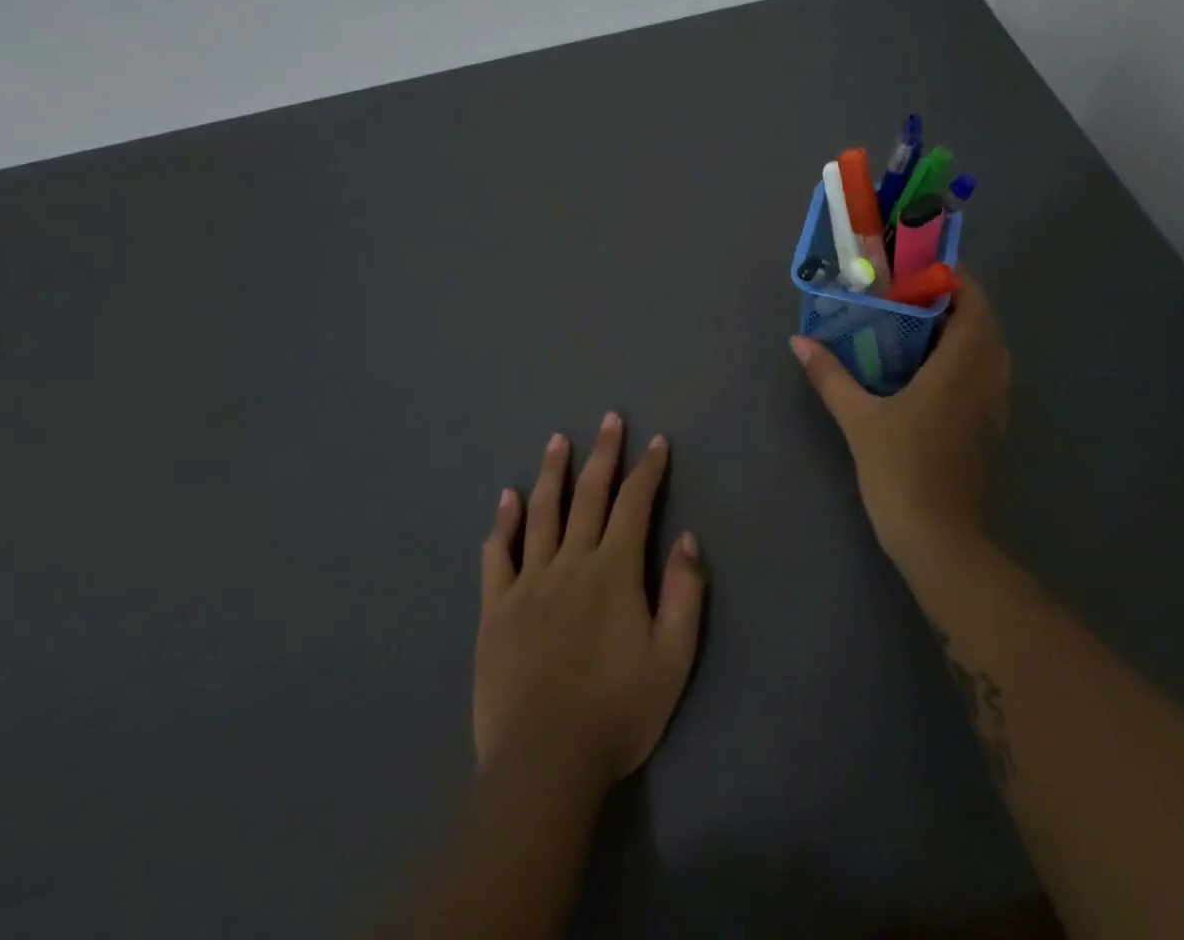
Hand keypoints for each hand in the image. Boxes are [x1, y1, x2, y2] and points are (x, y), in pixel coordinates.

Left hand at [475, 413, 704, 793]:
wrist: (544, 763)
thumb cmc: (618, 711)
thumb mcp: (673, 657)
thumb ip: (684, 593)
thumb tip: (687, 538)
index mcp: (614, 571)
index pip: (635, 504)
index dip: (648, 470)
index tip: (656, 442)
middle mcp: (571, 562)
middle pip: (589, 495)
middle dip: (603, 454)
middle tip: (609, 419)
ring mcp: (529, 582)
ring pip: (542, 513)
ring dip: (553, 473)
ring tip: (558, 439)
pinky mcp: (496, 608)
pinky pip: (498, 555)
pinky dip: (504, 522)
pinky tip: (508, 497)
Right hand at [791, 272, 1011, 566]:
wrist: (940, 539)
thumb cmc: (902, 470)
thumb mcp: (858, 419)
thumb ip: (830, 375)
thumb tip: (799, 341)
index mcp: (962, 366)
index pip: (975, 304)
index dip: (955, 280)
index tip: (918, 271)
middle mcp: (988, 378)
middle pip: (985, 323)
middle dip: (954, 302)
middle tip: (909, 297)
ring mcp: (995, 405)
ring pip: (990, 350)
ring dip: (964, 331)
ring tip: (918, 328)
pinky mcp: (992, 428)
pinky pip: (988, 375)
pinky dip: (967, 359)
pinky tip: (930, 371)